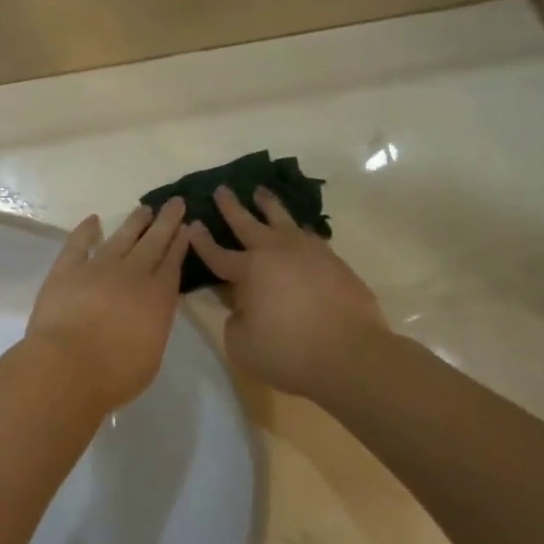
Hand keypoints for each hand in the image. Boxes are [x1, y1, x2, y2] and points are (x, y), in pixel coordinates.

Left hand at [27, 199, 189, 414]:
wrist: (68, 367)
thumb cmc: (115, 374)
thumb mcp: (152, 354)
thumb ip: (155, 325)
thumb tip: (151, 310)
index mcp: (157, 297)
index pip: (173, 263)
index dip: (180, 244)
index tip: (186, 227)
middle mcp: (132, 275)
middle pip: (153, 242)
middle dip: (166, 222)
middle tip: (175, 202)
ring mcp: (98, 268)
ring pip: (122, 237)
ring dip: (135, 222)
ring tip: (145, 208)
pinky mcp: (67, 269)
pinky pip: (79, 243)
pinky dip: (86, 230)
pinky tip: (93, 220)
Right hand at [188, 186, 388, 398]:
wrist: (352, 354)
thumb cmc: (290, 352)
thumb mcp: (242, 345)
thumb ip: (235, 321)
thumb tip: (242, 308)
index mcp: (250, 270)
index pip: (218, 254)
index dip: (202, 241)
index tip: (192, 223)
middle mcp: (277, 252)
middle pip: (248, 224)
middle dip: (231, 207)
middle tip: (222, 189)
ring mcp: (309, 253)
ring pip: (283, 220)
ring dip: (268, 205)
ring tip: (261, 192)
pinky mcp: (334, 262)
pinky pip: (309, 236)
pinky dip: (298, 228)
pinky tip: (298, 229)